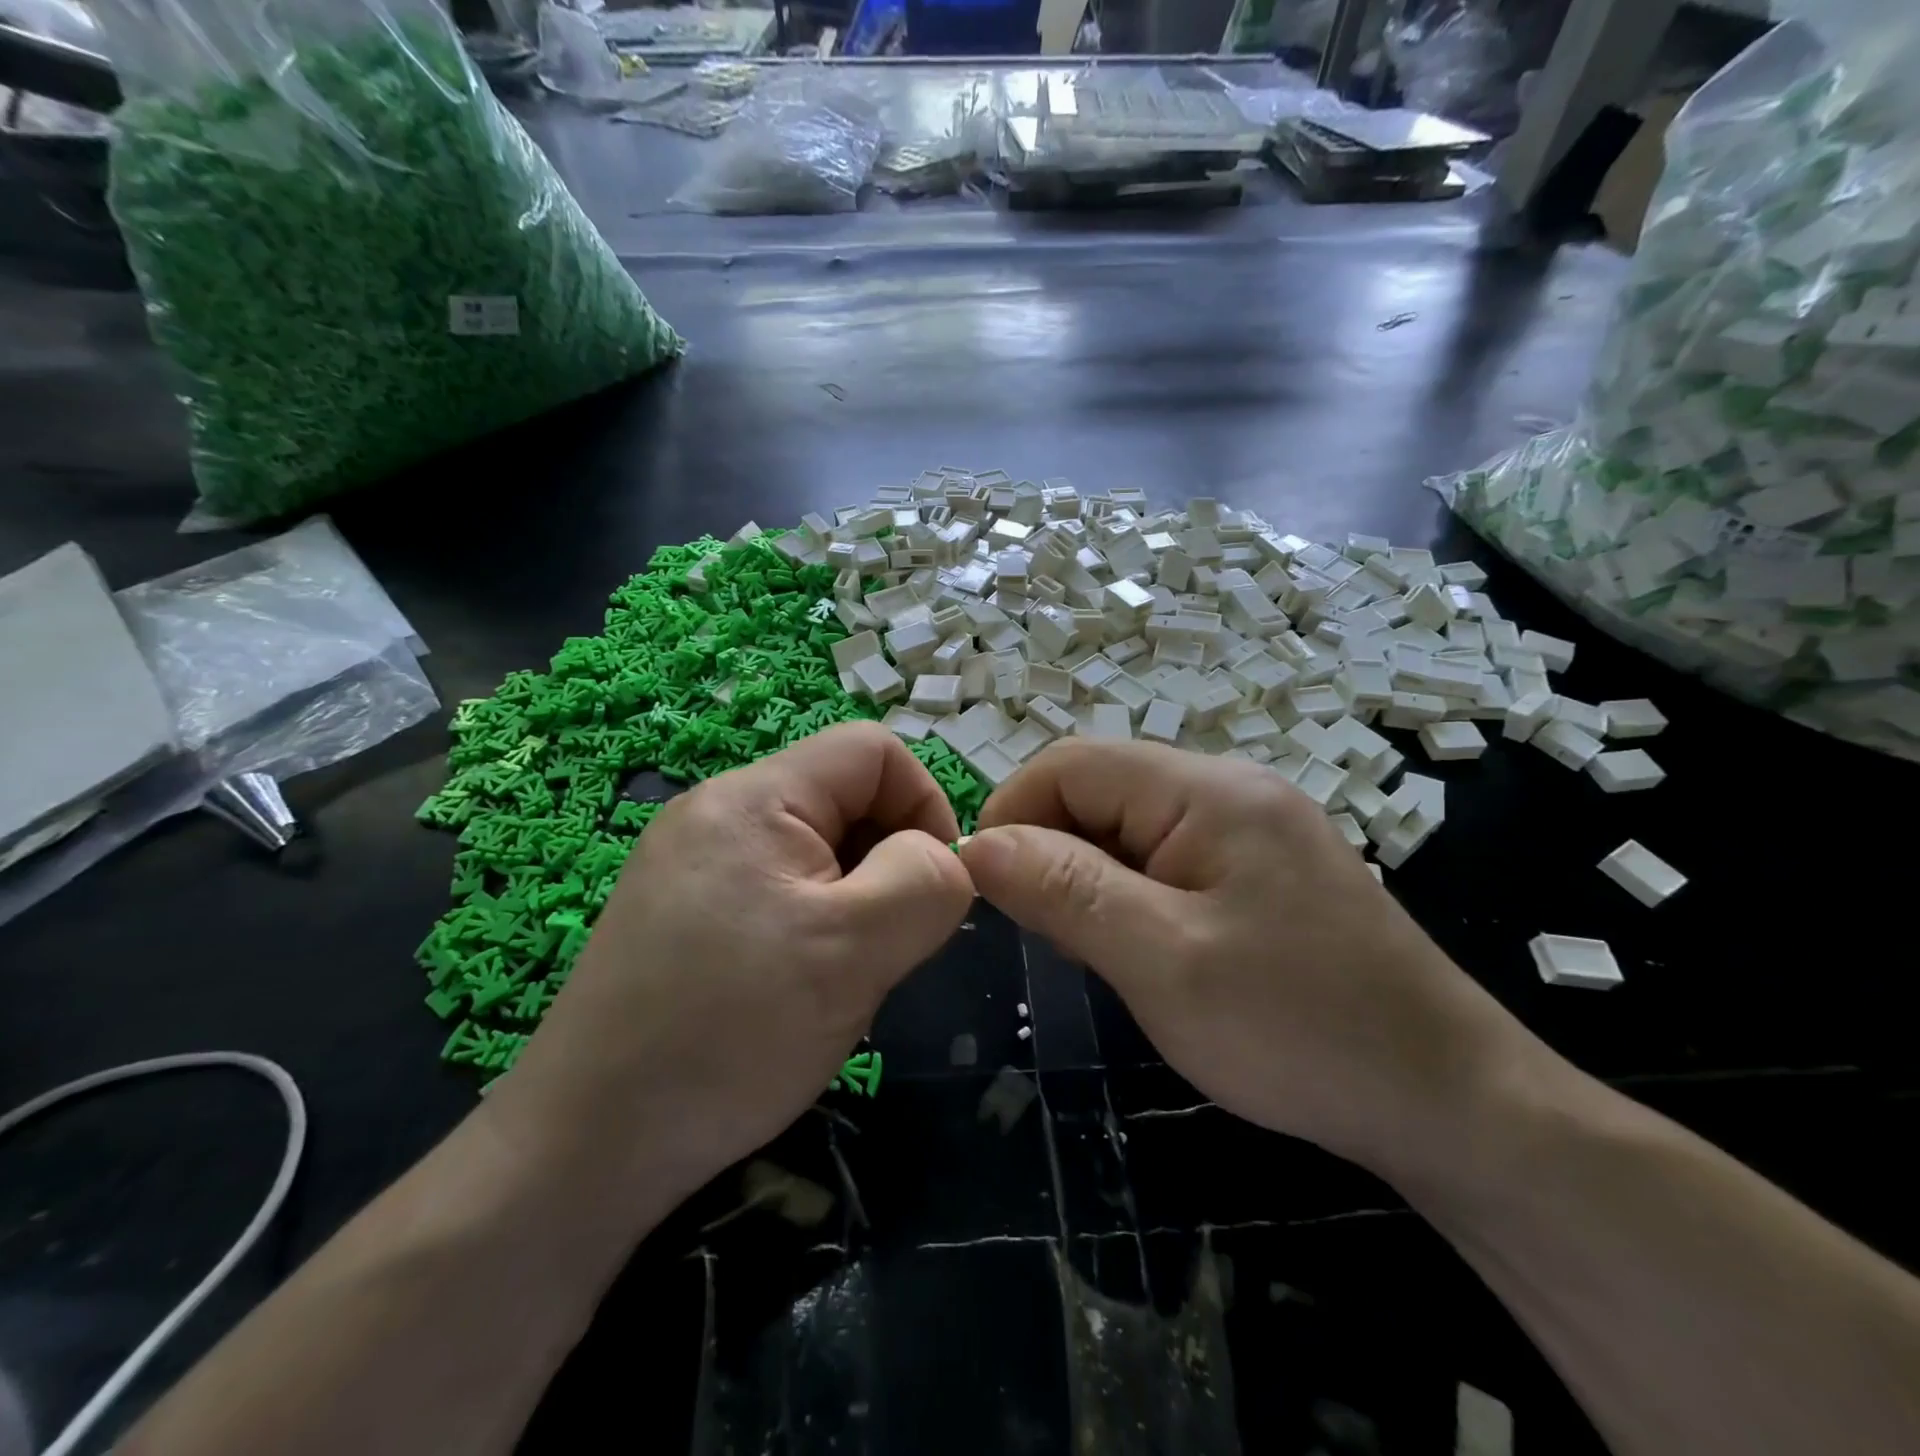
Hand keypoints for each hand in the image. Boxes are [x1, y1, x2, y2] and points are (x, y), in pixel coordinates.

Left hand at [492, 723, 973, 1203]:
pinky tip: (796, 988)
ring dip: (852, 902)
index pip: (872, 750)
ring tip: (838, 975)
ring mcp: (691, 861)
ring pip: (817, 851)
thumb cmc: (729, 1034)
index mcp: (753, 797)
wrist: (585, 1147)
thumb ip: (924, 883)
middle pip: (844, 799)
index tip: (933, 887)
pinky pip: (777, 889)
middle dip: (886, 862)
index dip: (924, 802)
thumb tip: (945, 857)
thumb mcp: (853, 951)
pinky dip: (812, 925)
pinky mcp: (680, 909)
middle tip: (883, 946)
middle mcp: (716, 811)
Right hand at [958, 740, 1531, 1175]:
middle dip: (1052, 851)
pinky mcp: (1261, 871)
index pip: (1071, 764)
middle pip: (1100, 790)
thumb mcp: (1163, 961)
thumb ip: (1065, 891)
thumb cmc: (1300, 1029)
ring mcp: (1250, 829)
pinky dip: (1130, 895)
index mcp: (1206, 790)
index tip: (987, 889)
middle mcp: (1229, 789)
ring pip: (1128, 828)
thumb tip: (979, 844)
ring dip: (1089, 878)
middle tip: (1046, 934)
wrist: (1450, 1103)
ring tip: (1092, 950)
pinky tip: (1140, 949)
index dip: (1014, 813)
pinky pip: (1166, 859)